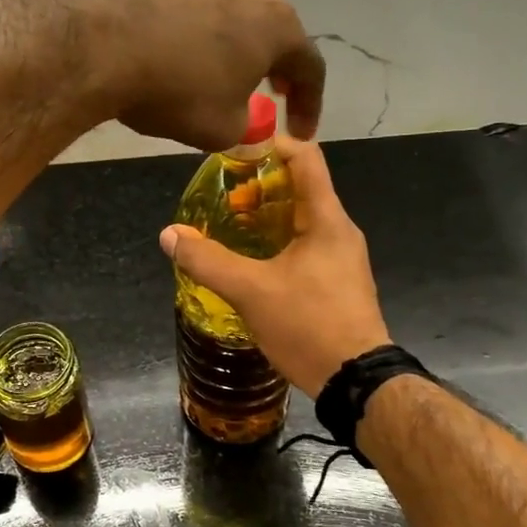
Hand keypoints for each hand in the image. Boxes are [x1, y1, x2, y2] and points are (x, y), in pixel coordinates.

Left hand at [17, 0, 324, 149]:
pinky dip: (194, 37)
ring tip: (218, 77)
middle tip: (270, 94)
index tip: (300, 133)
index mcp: (278, 25)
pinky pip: (192, 11)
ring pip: (231, 17)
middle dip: (273, 68)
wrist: (102, 38)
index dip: (309, 105)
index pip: (310, 67)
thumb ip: (245, 129)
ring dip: (232, 50)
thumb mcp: (221, 129)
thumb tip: (246, 126)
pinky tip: (175, 57)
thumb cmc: (178, 88)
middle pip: (273, 33)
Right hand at [159, 135, 391, 393]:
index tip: (234, 152)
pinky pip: (305, 245)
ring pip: (301, 219)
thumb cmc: (309, 325)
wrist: (356, 382)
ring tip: (229, 228)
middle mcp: (339, 230)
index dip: (270, 144)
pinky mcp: (337, 281)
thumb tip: (170, 234)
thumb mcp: (250, 291)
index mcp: (326, 219)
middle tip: (222, 198)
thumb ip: (208, 260)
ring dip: (266, 217)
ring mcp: (341, 257)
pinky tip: (250, 262)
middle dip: (259, 186)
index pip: (305, 157)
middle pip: (300, 187)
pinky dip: (276, 242)